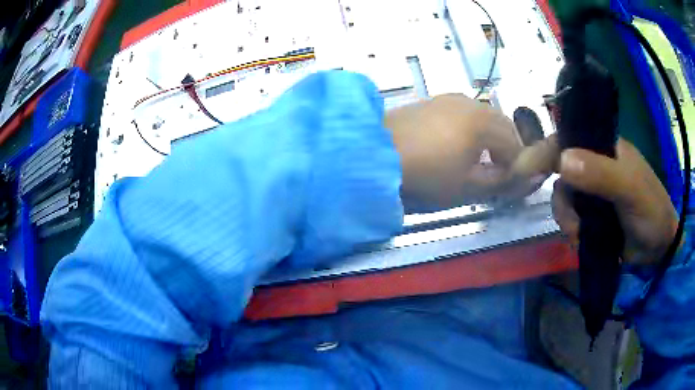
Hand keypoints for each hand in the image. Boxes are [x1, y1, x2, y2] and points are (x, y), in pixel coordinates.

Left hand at [386, 94, 538, 209]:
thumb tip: (532, 178)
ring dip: (488, 138)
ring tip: (475, 161)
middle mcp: (471, 102)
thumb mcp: (470, 186)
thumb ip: (504, 181)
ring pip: (483, 117)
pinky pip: (463, 113)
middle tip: (495, 173)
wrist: (375, 153)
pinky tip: (454, 145)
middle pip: (502, 126)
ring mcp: (449, 98)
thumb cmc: (428, 173)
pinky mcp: (432, 101)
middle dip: (505, 149)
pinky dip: (469, 129)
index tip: (509, 184)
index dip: (517, 166)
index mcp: (485, 121)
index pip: (516, 143)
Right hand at [517, 137, 677, 264]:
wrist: (658, 249)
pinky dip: (572, 232)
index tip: (525, 170)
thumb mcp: (630, 188)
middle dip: (563, 199)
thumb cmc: (651, 210)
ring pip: (563, 200)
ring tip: (582, 235)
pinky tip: (583, 240)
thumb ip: (601, 173)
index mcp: (603, 147)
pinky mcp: (591, 218)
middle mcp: (595, 166)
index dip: (545, 151)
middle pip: (560, 173)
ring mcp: (592, 194)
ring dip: (567, 220)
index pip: (568, 139)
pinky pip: (570, 220)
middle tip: (572, 221)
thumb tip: (562, 161)